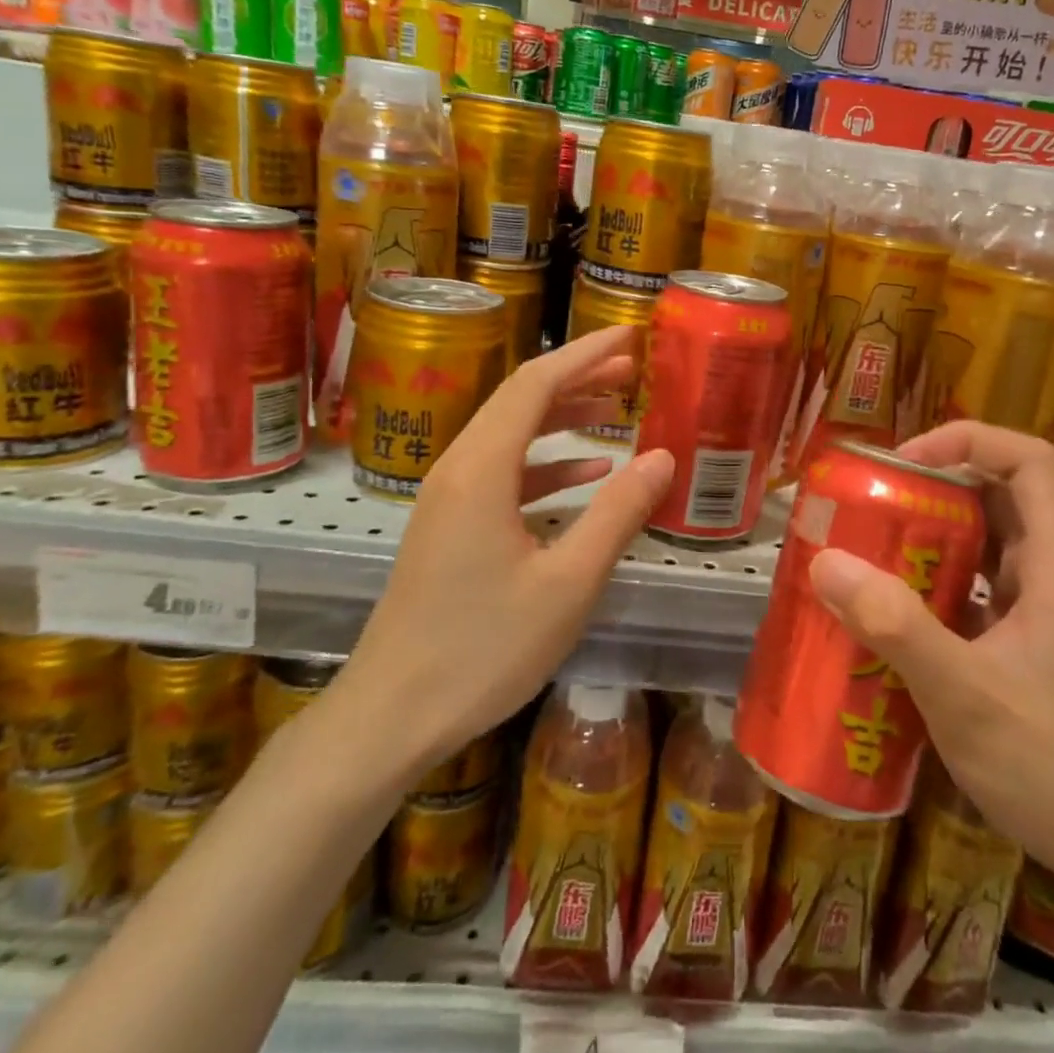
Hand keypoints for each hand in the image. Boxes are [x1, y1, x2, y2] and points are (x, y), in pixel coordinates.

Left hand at [323, 326, 673, 783]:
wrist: (391, 715)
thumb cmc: (483, 649)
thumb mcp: (567, 583)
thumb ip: (617, 513)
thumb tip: (661, 456)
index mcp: (481, 469)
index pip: (535, 384)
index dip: (584, 354)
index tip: (629, 337)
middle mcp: (458, 469)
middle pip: (520, 401)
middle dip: (577, 378)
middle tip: (633, 369)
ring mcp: (448, 498)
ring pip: (511, 435)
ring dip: (562, 418)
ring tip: (616, 410)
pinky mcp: (448, 526)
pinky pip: (502, 473)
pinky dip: (545, 464)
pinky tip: (584, 475)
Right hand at [806, 420, 1053, 900]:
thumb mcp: (965, 695)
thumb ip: (895, 625)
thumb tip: (824, 560)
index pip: (1028, 459)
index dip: (966, 441)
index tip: (903, 464)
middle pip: (1000, 497)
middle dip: (933, 491)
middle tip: (869, 508)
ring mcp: (1051, 615)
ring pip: (990, 547)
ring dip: (933, 541)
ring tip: (871, 555)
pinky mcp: (1037, 650)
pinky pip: (984, 594)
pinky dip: (941, 589)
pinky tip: (898, 620)